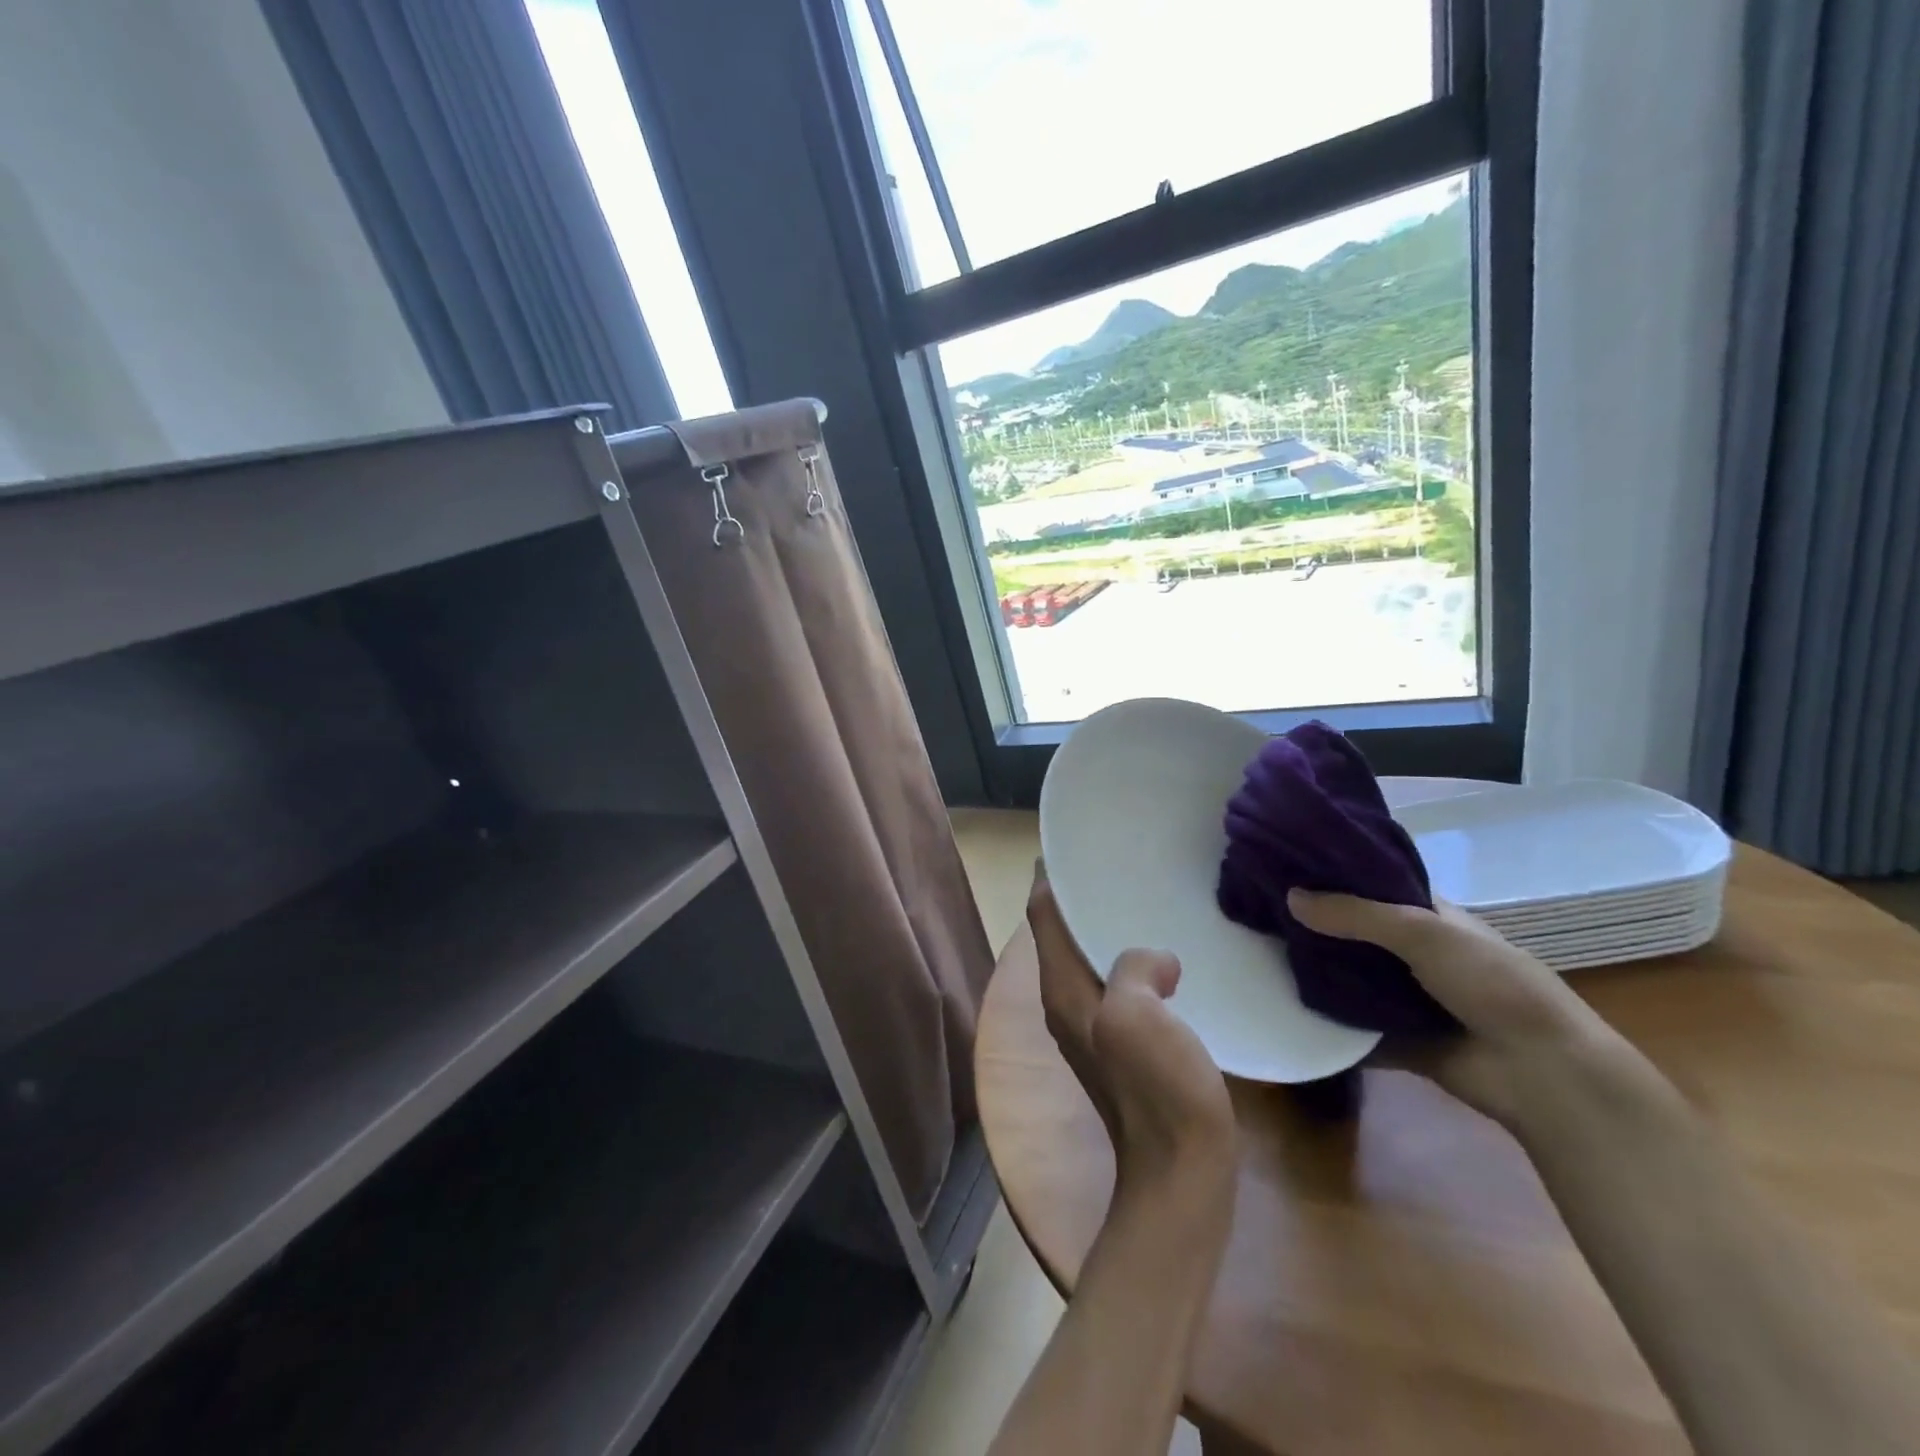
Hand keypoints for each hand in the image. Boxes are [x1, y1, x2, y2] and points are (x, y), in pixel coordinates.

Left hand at [1028, 864, 1236, 1199]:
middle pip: (1062, 935)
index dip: (1050, 879)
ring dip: (1106, 929)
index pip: (1042, 918)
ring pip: (1090, 959)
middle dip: (1080, 899)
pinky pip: (1117, 984)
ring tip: (1141, 898)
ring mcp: (1093, 1026)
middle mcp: (1066, 1003)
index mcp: (1061, 989)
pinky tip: (1165, 956)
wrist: (1181, 1173)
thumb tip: (1154, 959)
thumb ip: (1134, 969)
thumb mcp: (1137, 1016)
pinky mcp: (1122, 1045)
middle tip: (1114, 862)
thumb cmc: (1156, 1090)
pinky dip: (1130, 961)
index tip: (1071, 844)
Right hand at [1287, 889, 1633, 1122]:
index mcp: (1430, 918)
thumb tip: (1290, 896)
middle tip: (1258, 911)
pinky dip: (1324, 1021)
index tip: (1283, 866)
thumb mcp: (1424, 933)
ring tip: (1258, 953)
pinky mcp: (1397, 1039)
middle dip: (1314, 925)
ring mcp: (1406, 998)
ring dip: (1315, 971)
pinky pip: (1352, 1026)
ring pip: (1349, 978)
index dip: (1334, 876)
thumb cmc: (1493, 984)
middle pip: (1354, 933)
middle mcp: (1415, 953)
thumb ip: (1356, 914)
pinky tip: (1279, 1005)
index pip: (1374, 887)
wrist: (1542, 1074)